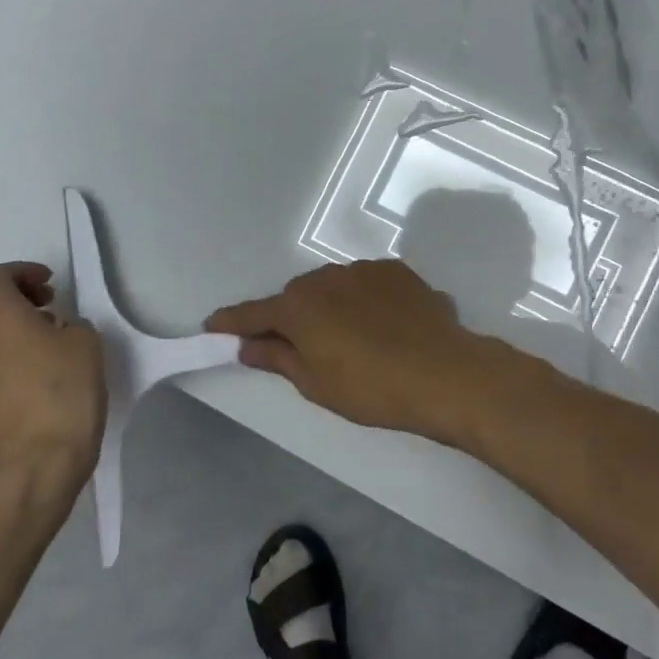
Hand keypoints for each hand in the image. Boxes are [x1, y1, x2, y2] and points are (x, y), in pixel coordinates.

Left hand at [0, 263, 105, 484]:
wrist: (38, 465)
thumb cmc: (64, 392)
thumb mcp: (86, 343)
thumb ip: (71, 325)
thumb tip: (58, 332)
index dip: (22, 272)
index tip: (51, 283)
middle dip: (20, 299)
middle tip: (54, 307)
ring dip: (18, 330)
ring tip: (55, 343)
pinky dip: (15, 357)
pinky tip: (46, 376)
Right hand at [205, 259, 498, 442]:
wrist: (445, 373)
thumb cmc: (372, 388)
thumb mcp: (316, 383)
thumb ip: (278, 358)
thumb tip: (247, 346)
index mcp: (300, 306)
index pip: (254, 313)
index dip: (232, 322)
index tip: (213, 325)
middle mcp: (327, 278)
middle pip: (296, 297)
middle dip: (292, 319)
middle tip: (301, 350)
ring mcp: (364, 270)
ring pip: (333, 288)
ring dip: (331, 308)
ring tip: (354, 342)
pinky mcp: (397, 271)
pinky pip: (367, 286)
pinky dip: (364, 303)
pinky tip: (384, 328)